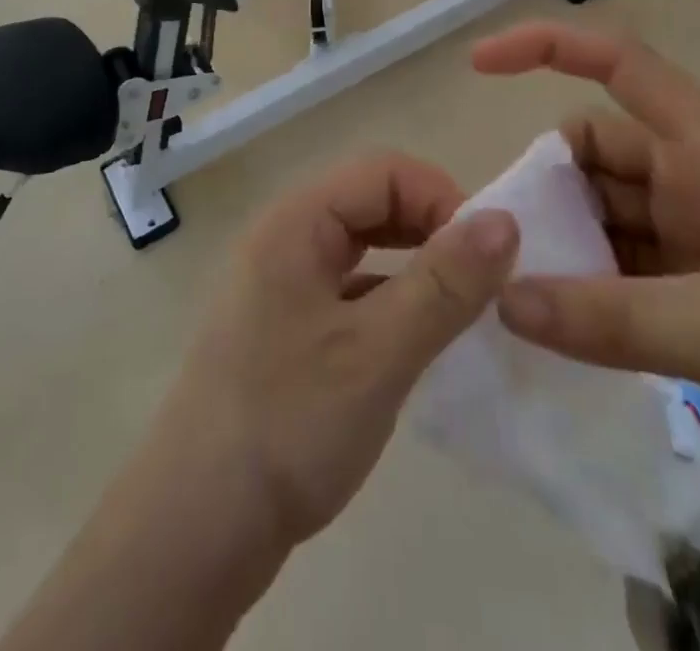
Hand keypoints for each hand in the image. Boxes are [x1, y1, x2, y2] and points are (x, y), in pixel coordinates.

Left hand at [159, 151, 518, 546]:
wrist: (195, 528)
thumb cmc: (287, 425)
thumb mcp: (377, 353)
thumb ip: (443, 284)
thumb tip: (504, 220)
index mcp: (295, 221)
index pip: (381, 171)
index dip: (440, 198)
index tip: (489, 256)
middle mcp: (285, 238)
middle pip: (371, 202)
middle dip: (431, 228)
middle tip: (480, 281)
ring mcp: (282, 284)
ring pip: (363, 247)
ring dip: (414, 265)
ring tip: (460, 308)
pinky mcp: (288, 328)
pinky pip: (351, 290)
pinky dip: (391, 301)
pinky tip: (418, 341)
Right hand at [474, 22, 699, 506]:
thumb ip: (607, 319)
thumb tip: (502, 300)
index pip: (619, 65)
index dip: (546, 47)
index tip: (480, 64)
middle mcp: (699, 177)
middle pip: (597, 152)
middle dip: (546, 186)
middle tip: (498, 242)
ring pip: (609, 215)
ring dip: (567, 243)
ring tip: (519, 291)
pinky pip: (630, 268)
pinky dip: (595, 288)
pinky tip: (563, 324)